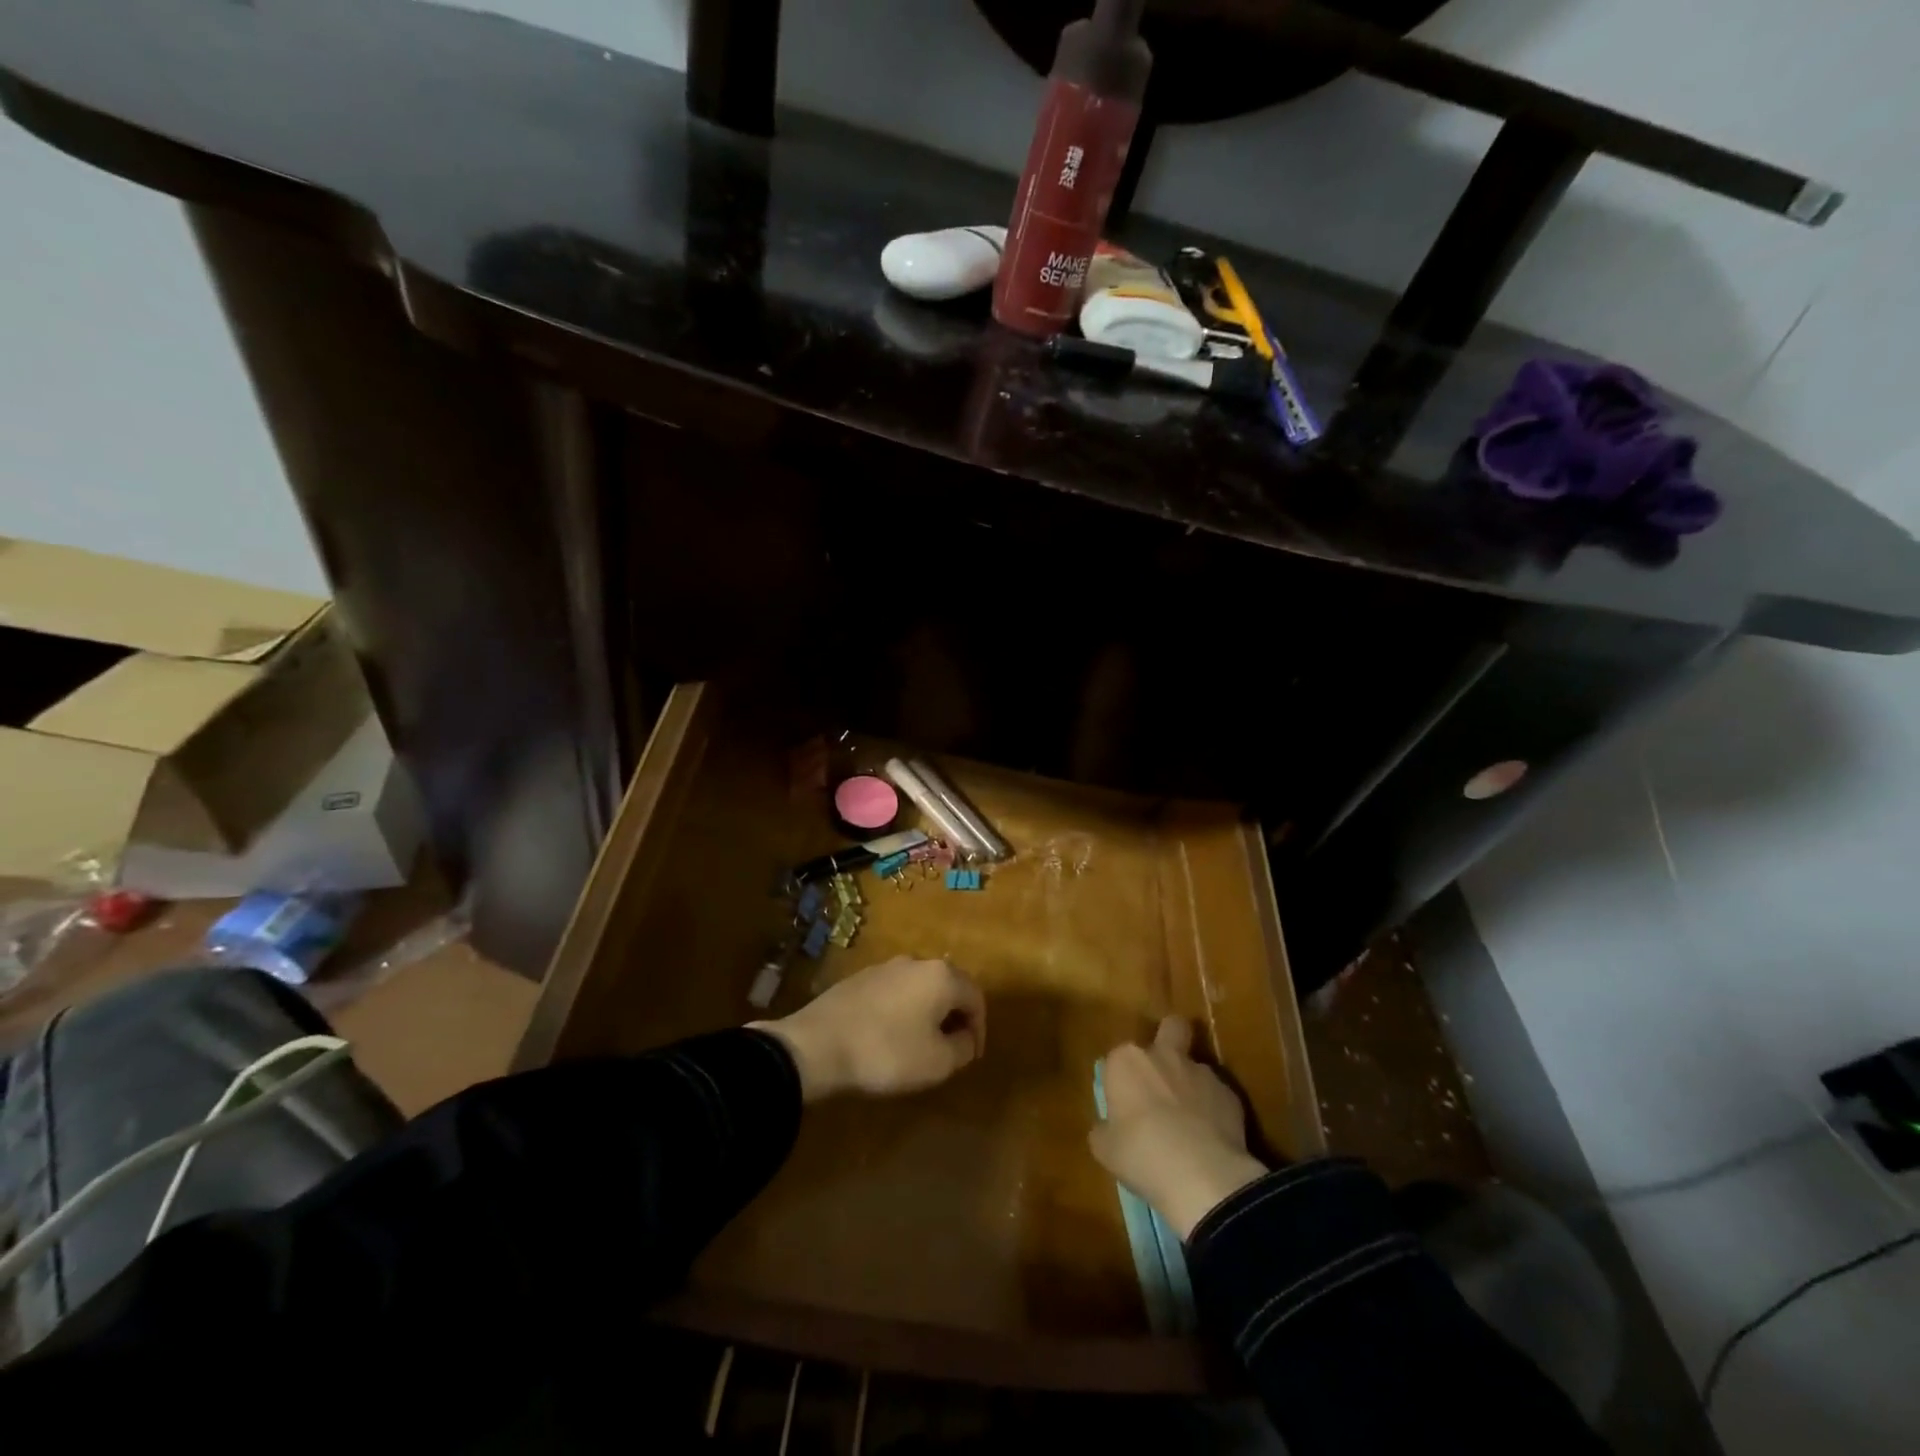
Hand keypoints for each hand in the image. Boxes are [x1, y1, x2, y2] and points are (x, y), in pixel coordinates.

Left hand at [752, 957, 985, 1101]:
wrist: (817, 1045)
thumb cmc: (887, 1053)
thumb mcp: (937, 1062)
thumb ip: (962, 1048)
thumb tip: (964, 1038)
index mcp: (941, 976)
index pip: (976, 997)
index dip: (979, 1028)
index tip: (971, 1056)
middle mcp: (916, 962)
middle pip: (948, 986)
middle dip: (955, 1016)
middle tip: (952, 1047)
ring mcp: (884, 967)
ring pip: (919, 987)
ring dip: (927, 1012)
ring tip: (921, 1043)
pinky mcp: (859, 979)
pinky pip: (894, 992)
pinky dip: (902, 1011)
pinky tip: (890, 1035)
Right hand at [1090, 1016, 1268, 1239]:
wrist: (1202, 1176)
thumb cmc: (1142, 1155)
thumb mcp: (1106, 1150)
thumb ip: (1104, 1131)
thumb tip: (1108, 1129)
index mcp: (1127, 1061)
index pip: (1118, 1058)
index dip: (1122, 1080)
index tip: (1123, 1106)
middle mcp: (1164, 1056)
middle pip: (1171, 1028)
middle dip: (1170, 1040)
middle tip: (1164, 1075)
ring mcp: (1201, 1072)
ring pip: (1195, 1067)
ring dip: (1191, 1085)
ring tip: (1191, 1123)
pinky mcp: (1230, 1094)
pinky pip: (1217, 1096)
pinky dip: (1213, 1111)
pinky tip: (1212, 1139)